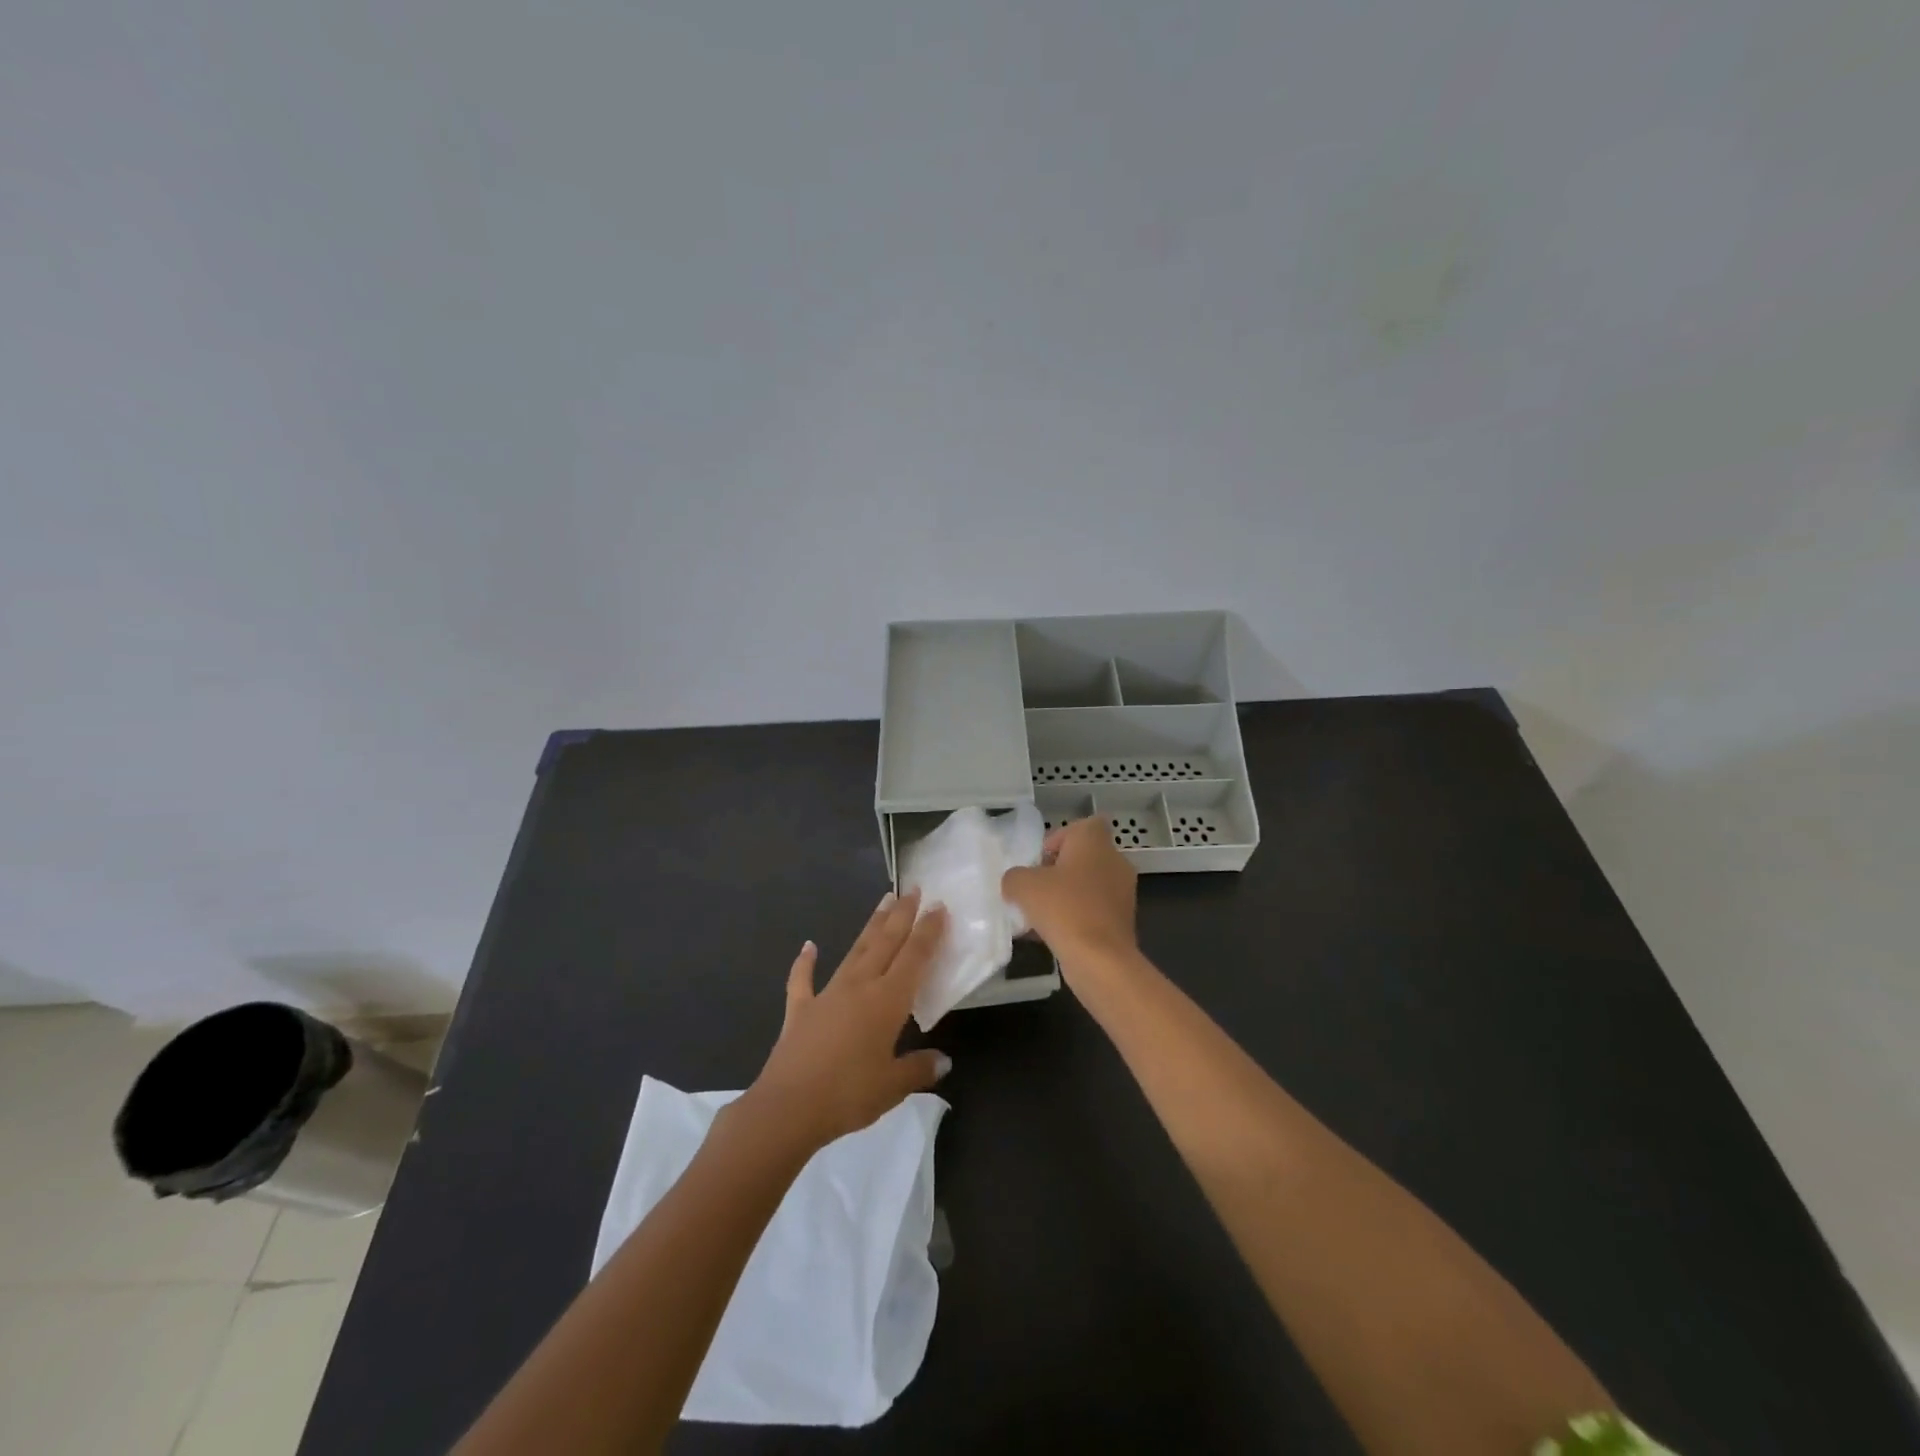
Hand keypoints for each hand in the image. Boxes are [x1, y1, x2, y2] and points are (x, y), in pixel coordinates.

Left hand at [747, 889, 951, 1151]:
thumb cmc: (848, 1095)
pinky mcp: (800, 1009)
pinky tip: (809, 946)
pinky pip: (802, 979)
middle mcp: (860, 986)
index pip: (914, 957)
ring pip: (855, 951)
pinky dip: (805, 962)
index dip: (928, 931)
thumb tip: (944, 1060)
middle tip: (913, 889)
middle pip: (886, 942)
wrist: (788, 1107)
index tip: (939, 906)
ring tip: (883, 901)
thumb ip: (919, 1069)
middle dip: (902, 915)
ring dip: (871, 926)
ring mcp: (827, 994)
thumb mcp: (893, 1087)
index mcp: (888, 1001)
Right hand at [1002, 817, 1137, 977]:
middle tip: (1035, 888)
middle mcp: (1115, 861)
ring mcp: (1122, 893)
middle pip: (1083, 857)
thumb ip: (1014, 876)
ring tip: (1038, 916)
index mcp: (1095, 842)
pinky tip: (1050, 935)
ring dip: (1065, 896)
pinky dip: (1075, 918)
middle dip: (1058, 871)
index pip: (1083, 825)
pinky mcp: (1122, 921)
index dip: (1060, 838)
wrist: (1100, 959)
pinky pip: (1093, 911)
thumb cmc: (1063, 908)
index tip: (1041, 859)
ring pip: (1088, 886)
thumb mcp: (1022, 885)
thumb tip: (1016, 882)